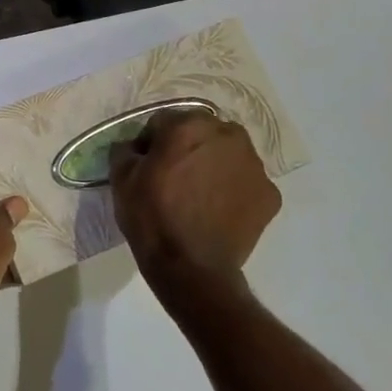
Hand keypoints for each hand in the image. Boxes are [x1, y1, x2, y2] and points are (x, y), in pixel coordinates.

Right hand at [110, 109, 280, 307]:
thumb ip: (126, 150)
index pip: (164, 122)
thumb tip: (135, 147)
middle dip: (188, 147)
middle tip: (175, 177)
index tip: (146, 165)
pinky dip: (234, 191)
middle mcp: (228, 135)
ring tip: (200, 195)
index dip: (151, 142)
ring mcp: (254, 165)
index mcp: (189, 125)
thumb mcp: (121, 178)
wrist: (191, 268)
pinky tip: (219, 211)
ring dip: (214, 165)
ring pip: (228, 154)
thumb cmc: (152, 217)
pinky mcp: (270, 194)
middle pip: (202, 132)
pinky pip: (246, 182)